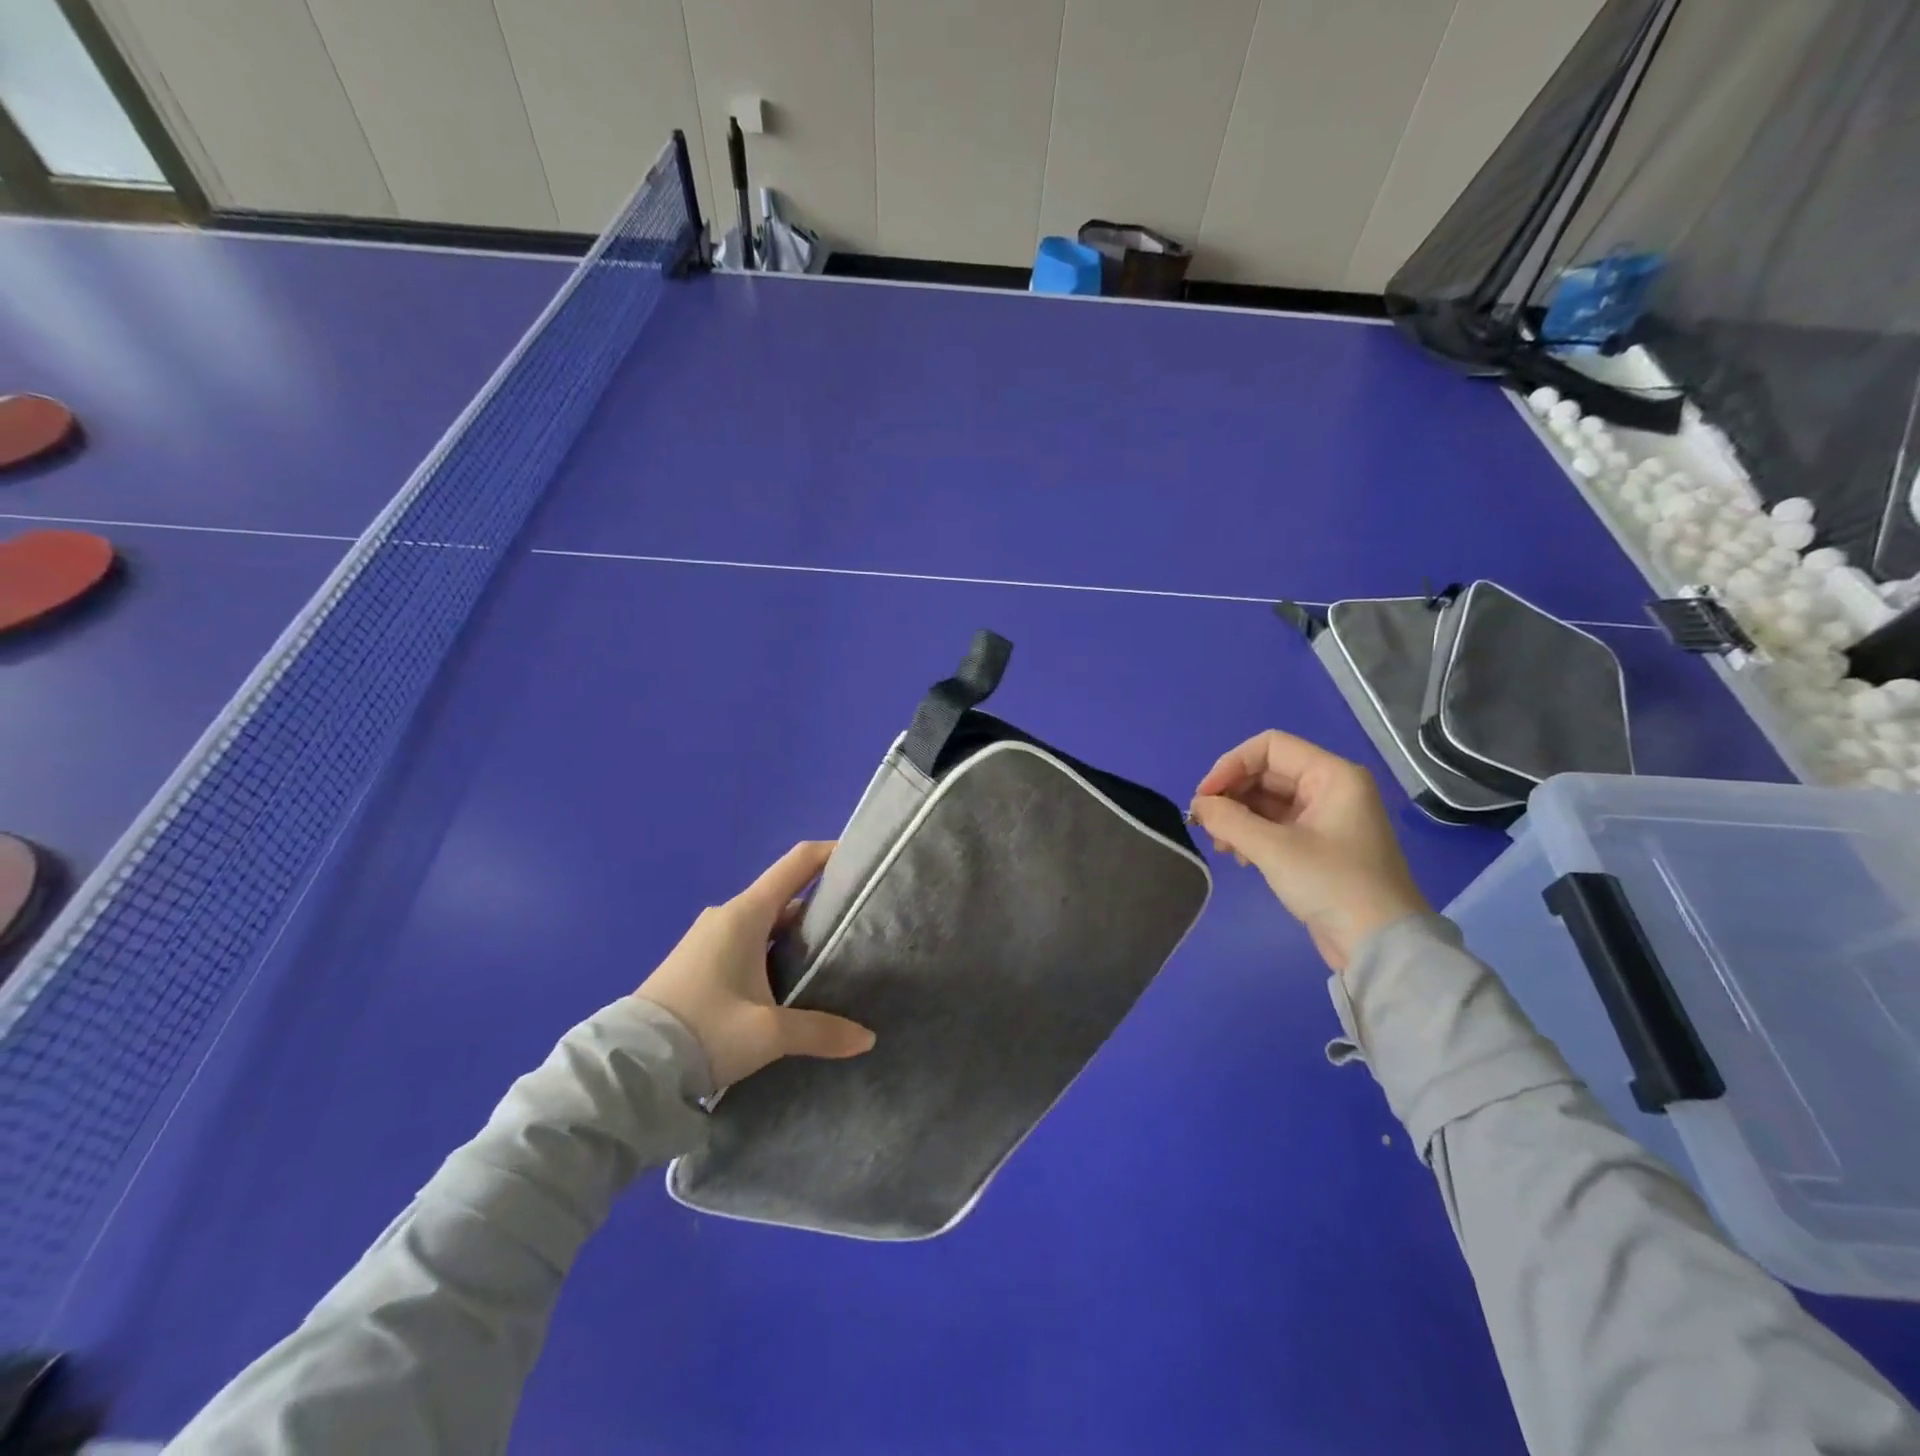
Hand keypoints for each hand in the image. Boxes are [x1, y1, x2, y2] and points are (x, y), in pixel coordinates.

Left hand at [635, 841, 875, 1087]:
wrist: (629, 1066)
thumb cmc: (704, 1031)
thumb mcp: (768, 1034)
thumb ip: (821, 1032)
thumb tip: (867, 1039)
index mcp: (746, 914)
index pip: (796, 863)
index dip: (830, 853)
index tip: (862, 859)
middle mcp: (727, 916)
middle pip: (786, 897)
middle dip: (822, 907)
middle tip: (858, 926)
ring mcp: (709, 938)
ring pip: (767, 924)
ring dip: (797, 935)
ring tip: (833, 958)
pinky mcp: (698, 962)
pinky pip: (748, 942)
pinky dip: (774, 951)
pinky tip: (790, 982)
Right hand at [1190, 731, 1428, 972]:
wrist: (1380, 945)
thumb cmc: (1332, 884)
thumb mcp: (1274, 849)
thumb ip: (1229, 820)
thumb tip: (1198, 805)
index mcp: (1332, 775)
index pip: (1270, 747)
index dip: (1231, 765)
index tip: (1205, 797)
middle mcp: (1330, 788)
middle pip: (1266, 773)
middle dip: (1231, 795)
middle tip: (1205, 824)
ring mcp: (1324, 817)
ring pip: (1266, 800)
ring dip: (1237, 817)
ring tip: (1221, 846)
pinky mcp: (1317, 845)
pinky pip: (1275, 824)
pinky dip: (1251, 834)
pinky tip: (1240, 857)